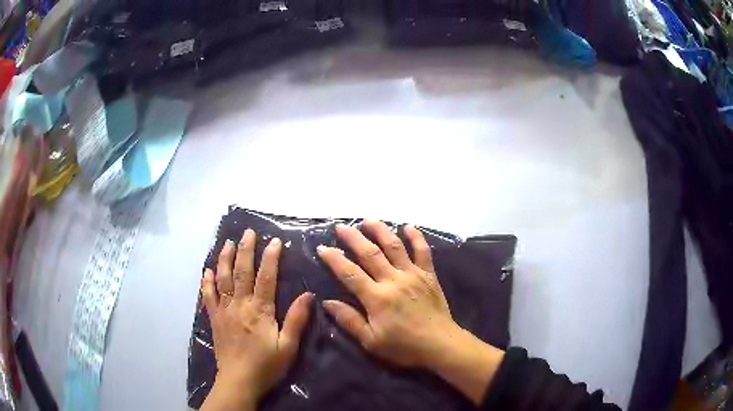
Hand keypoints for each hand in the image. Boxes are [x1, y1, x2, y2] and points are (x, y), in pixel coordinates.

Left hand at [201, 229, 311, 410]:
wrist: (239, 381)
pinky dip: (206, 281)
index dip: (270, 258)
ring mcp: (224, 310)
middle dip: (245, 250)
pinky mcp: (214, 319)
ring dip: (224, 258)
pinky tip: (207, 270)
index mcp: (259, 311)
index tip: (274, 241)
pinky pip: (207, 296)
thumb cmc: (266, 365)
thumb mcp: (288, 347)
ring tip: (228, 243)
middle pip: (241, 272)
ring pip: (222, 278)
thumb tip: (308, 295)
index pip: (265, 277)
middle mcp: (239, 305)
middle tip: (248, 232)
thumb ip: (296, 320)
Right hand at [316, 220, 458, 367]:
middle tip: (341, 227)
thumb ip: (349, 320)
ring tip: (368, 220)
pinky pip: (423, 251)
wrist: (440, 344)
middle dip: (353, 237)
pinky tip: (408, 226)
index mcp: (377, 297)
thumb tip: (327, 302)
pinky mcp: (428, 275)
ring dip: (380, 230)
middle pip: (370, 253)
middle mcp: (393, 280)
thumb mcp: (371, 341)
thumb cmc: (404, 347)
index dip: (334, 259)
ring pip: (394, 246)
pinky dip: (416, 237)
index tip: (322, 247)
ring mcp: (413, 274)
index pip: (349, 273)